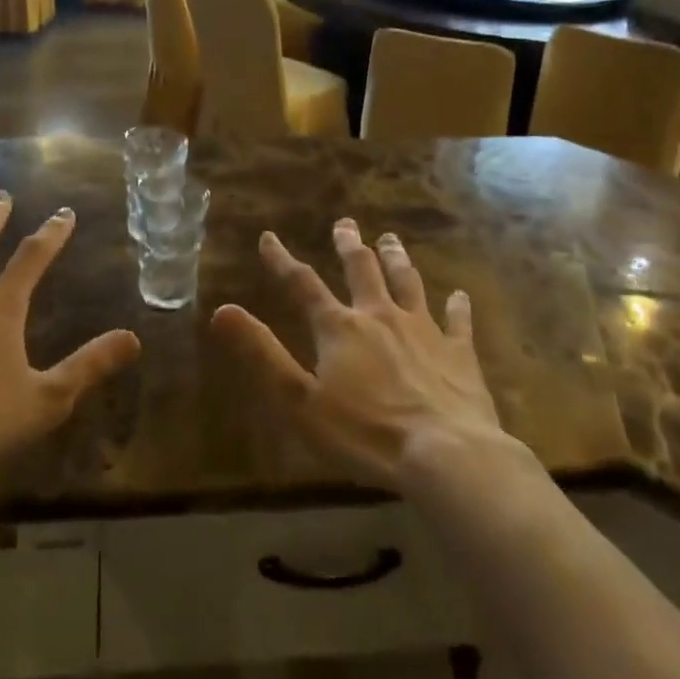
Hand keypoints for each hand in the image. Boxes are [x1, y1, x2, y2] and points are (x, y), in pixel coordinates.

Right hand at [212, 219, 514, 489]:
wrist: (446, 454)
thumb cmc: (365, 433)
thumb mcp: (299, 400)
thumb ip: (261, 353)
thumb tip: (221, 310)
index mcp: (339, 328)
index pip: (302, 284)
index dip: (282, 261)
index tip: (268, 237)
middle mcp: (379, 316)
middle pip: (362, 270)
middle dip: (349, 245)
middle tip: (344, 223)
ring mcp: (423, 331)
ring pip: (407, 283)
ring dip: (396, 259)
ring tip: (390, 239)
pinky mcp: (458, 353)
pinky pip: (456, 322)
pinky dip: (456, 307)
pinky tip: (458, 295)